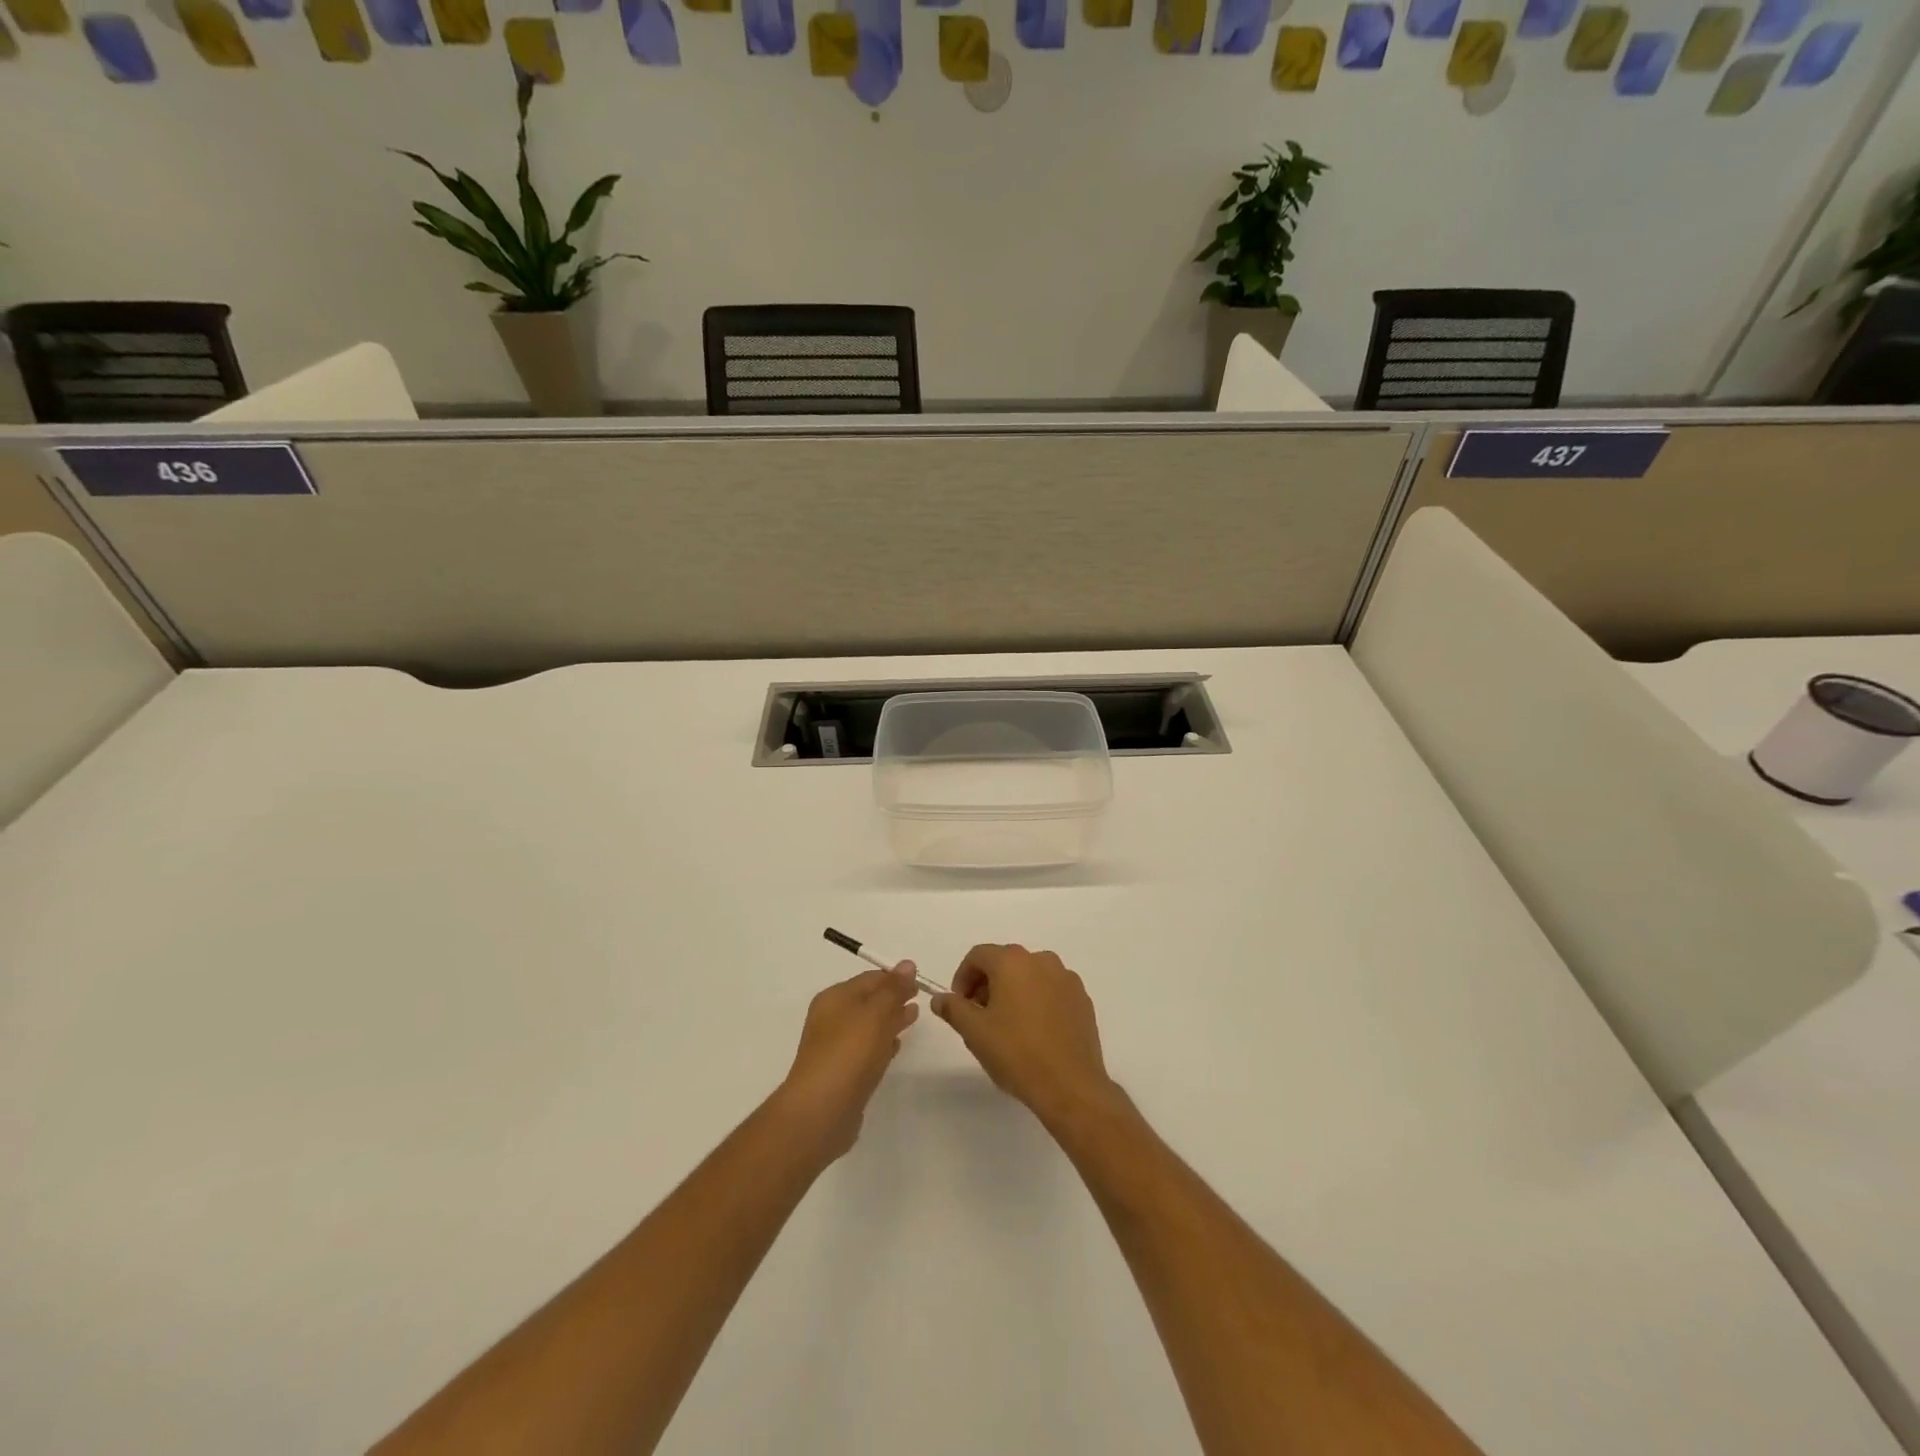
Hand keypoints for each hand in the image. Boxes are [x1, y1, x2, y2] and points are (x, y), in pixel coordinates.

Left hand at [777, 964, 919, 1162]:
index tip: (920, 981)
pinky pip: (866, 1050)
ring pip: (868, 1026)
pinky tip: (896, 1048)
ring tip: (913, 1019)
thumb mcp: (876, 1012)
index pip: (870, 978)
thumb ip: (893, 988)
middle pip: (868, 1001)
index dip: (895, 977)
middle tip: (920, 998)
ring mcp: (835, 1048)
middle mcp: (832, 1019)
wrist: (821, 1111)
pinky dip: (882, 1044)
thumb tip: (907, 964)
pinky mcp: (842, 1074)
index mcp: (835, 998)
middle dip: (893, 997)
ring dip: (890, 1020)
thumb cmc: (849, 1052)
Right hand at [932, 945, 1118, 1127]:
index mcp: (1012, 962)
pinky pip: (1051, 990)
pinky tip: (1034, 1032)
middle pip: (1005, 962)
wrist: (1070, 1086)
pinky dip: (1037, 1000)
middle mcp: (1042, 960)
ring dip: (1012, 991)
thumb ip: (953, 1009)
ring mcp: (1066, 978)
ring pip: (1029, 975)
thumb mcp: (974, 1032)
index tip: (959, 1005)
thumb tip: (940, 999)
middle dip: (987, 984)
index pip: (978, 955)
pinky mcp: (1082, 999)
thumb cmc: (1017, 1053)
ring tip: (1007, 1026)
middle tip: (979, 1016)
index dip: (962, 977)